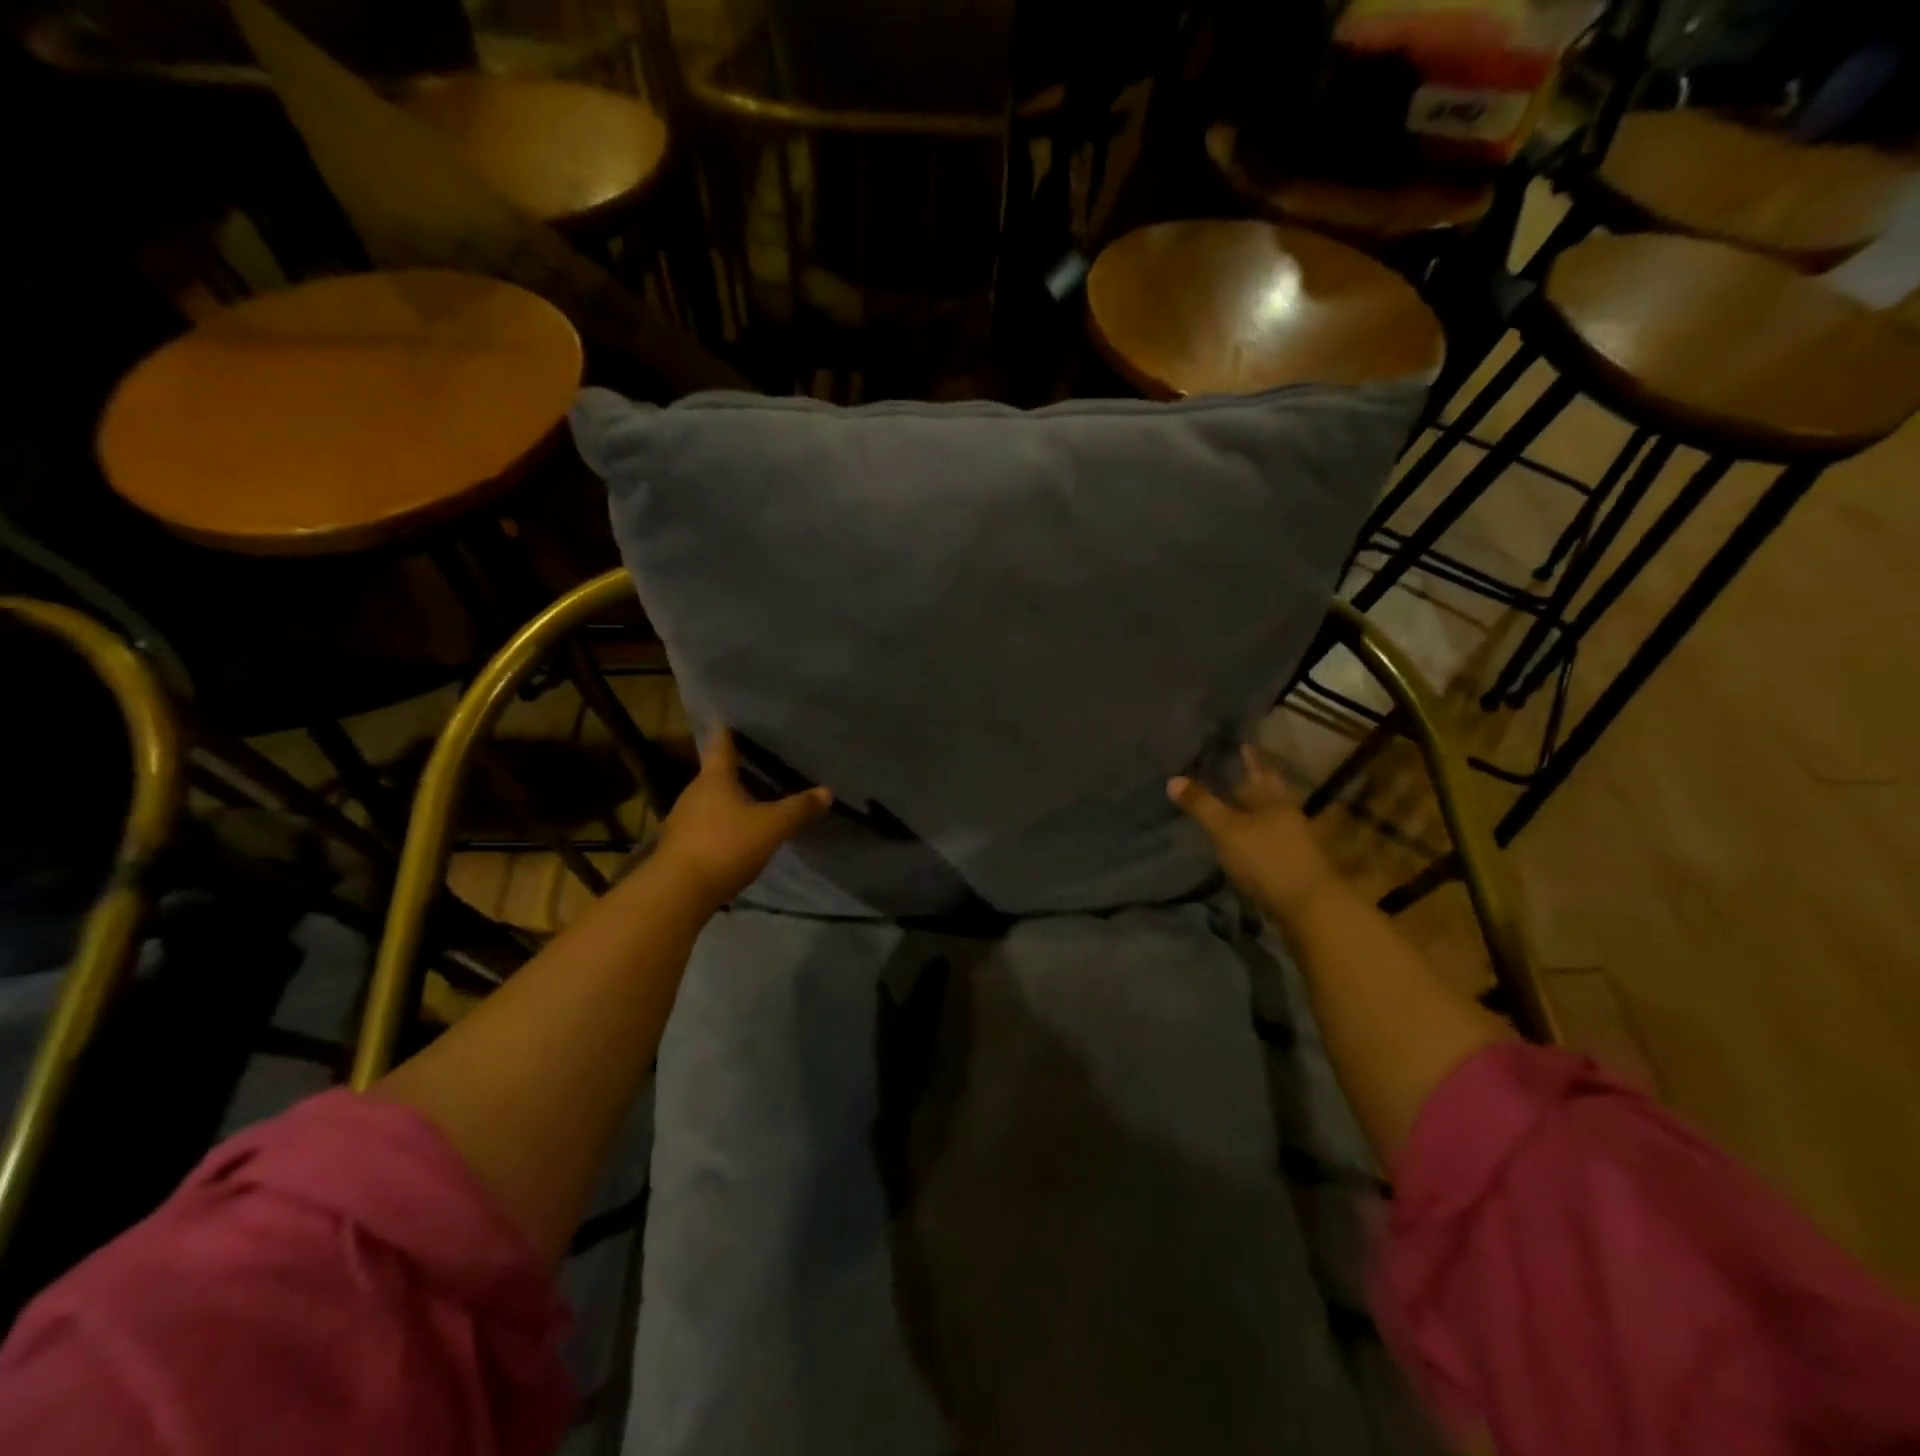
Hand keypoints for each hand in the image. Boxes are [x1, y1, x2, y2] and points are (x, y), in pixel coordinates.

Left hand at [653, 728, 832, 909]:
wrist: (678, 892)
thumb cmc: (725, 845)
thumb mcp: (771, 827)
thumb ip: (798, 809)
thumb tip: (827, 791)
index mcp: (714, 779)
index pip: (721, 745)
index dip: (726, 730)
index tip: (726, 714)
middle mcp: (694, 793)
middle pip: (715, 774)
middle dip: (735, 769)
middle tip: (758, 761)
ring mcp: (683, 821)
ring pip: (710, 801)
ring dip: (729, 799)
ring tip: (754, 798)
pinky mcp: (681, 847)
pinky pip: (706, 826)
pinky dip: (722, 824)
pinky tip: (738, 833)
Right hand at [1168, 745, 1338, 923]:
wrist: (1311, 909)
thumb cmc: (1267, 860)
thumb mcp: (1227, 831)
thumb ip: (1202, 805)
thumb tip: (1172, 779)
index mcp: (1275, 801)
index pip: (1260, 772)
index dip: (1251, 760)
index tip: (1244, 745)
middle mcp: (1288, 817)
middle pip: (1269, 796)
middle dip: (1253, 785)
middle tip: (1237, 774)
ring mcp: (1295, 844)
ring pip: (1271, 820)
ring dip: (1255, 813)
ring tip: (1236, 807)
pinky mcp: (1294, 868)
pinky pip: (1271, 843)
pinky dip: (1257, 837)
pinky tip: (1246, 842)